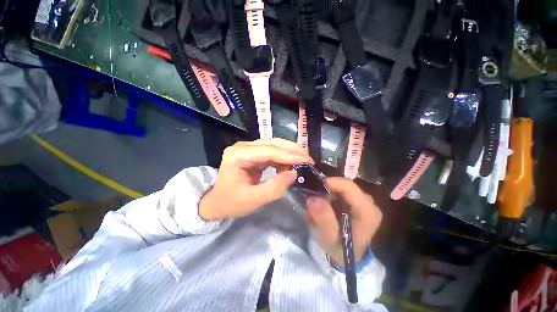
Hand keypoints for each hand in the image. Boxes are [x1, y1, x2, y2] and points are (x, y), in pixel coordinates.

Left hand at [199, 138, 313, 219]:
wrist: (217, 202)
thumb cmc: (231, 202)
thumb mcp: (252, 200)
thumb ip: (274, 188)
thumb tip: (294, 174)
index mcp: (238, 155)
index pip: (268, 151)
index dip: (289, 155)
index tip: (307, 161)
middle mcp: (243, 147)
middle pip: (272, 143)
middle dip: (292, 150)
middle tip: (309, 159)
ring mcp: (248, 149)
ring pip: (274, 145)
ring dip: (290, 152)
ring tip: (303, 162)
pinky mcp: (253, 153)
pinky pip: (272, 152)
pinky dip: (283, 158)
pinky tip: (290, 165)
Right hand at [306, 178, 381, 264]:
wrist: (347, 258)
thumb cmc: (339, 251)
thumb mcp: (329, 239)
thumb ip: (324, 220)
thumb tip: (313, 198)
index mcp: (367, 212)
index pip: (349, 187)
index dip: (330, 182)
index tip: (314, 186)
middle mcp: (369, 204)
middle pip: (345, 186)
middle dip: (327, 189)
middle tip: (313, 197)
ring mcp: (365, 202)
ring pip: (342, 188)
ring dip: (328, 193)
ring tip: (317, 204)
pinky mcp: (358, 202)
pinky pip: (342, 192)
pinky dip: (330, 196)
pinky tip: (324, 206)